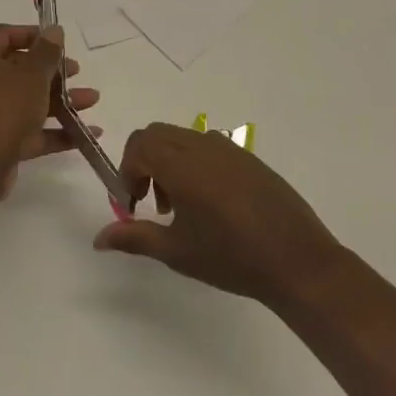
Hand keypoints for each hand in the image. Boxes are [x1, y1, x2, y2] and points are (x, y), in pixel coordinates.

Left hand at [0, 24, 99, 200]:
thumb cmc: (3, 108)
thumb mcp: (32, 75)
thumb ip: (47, 52)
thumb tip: (54, 29)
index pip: (5, 34)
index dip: (33, 35)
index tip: (59, 43)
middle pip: (18, 69)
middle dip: (53, 72)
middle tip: (77, 73)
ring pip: (26, 101)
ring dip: (60, 100)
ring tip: (92, 101)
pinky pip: (27, 130)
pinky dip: (53, 131)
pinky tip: (85, 134)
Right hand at [93, 123, 343, 309]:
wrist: (296, 260)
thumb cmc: (230, 257)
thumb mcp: (176, 251)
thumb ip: (134, 238)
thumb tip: (98, 239)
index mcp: (181, 163)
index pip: (139, 144)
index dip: (127, 172)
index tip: (132, 205)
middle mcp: (203, 145)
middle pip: (157, 135)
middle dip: (144, 162)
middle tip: (151, 202)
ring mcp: (230, 149)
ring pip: (183, 138)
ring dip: (169, 162)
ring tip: (180, 207)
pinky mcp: (249, 159)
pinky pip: (209, 148)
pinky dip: (194, 164)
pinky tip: (211, 205)